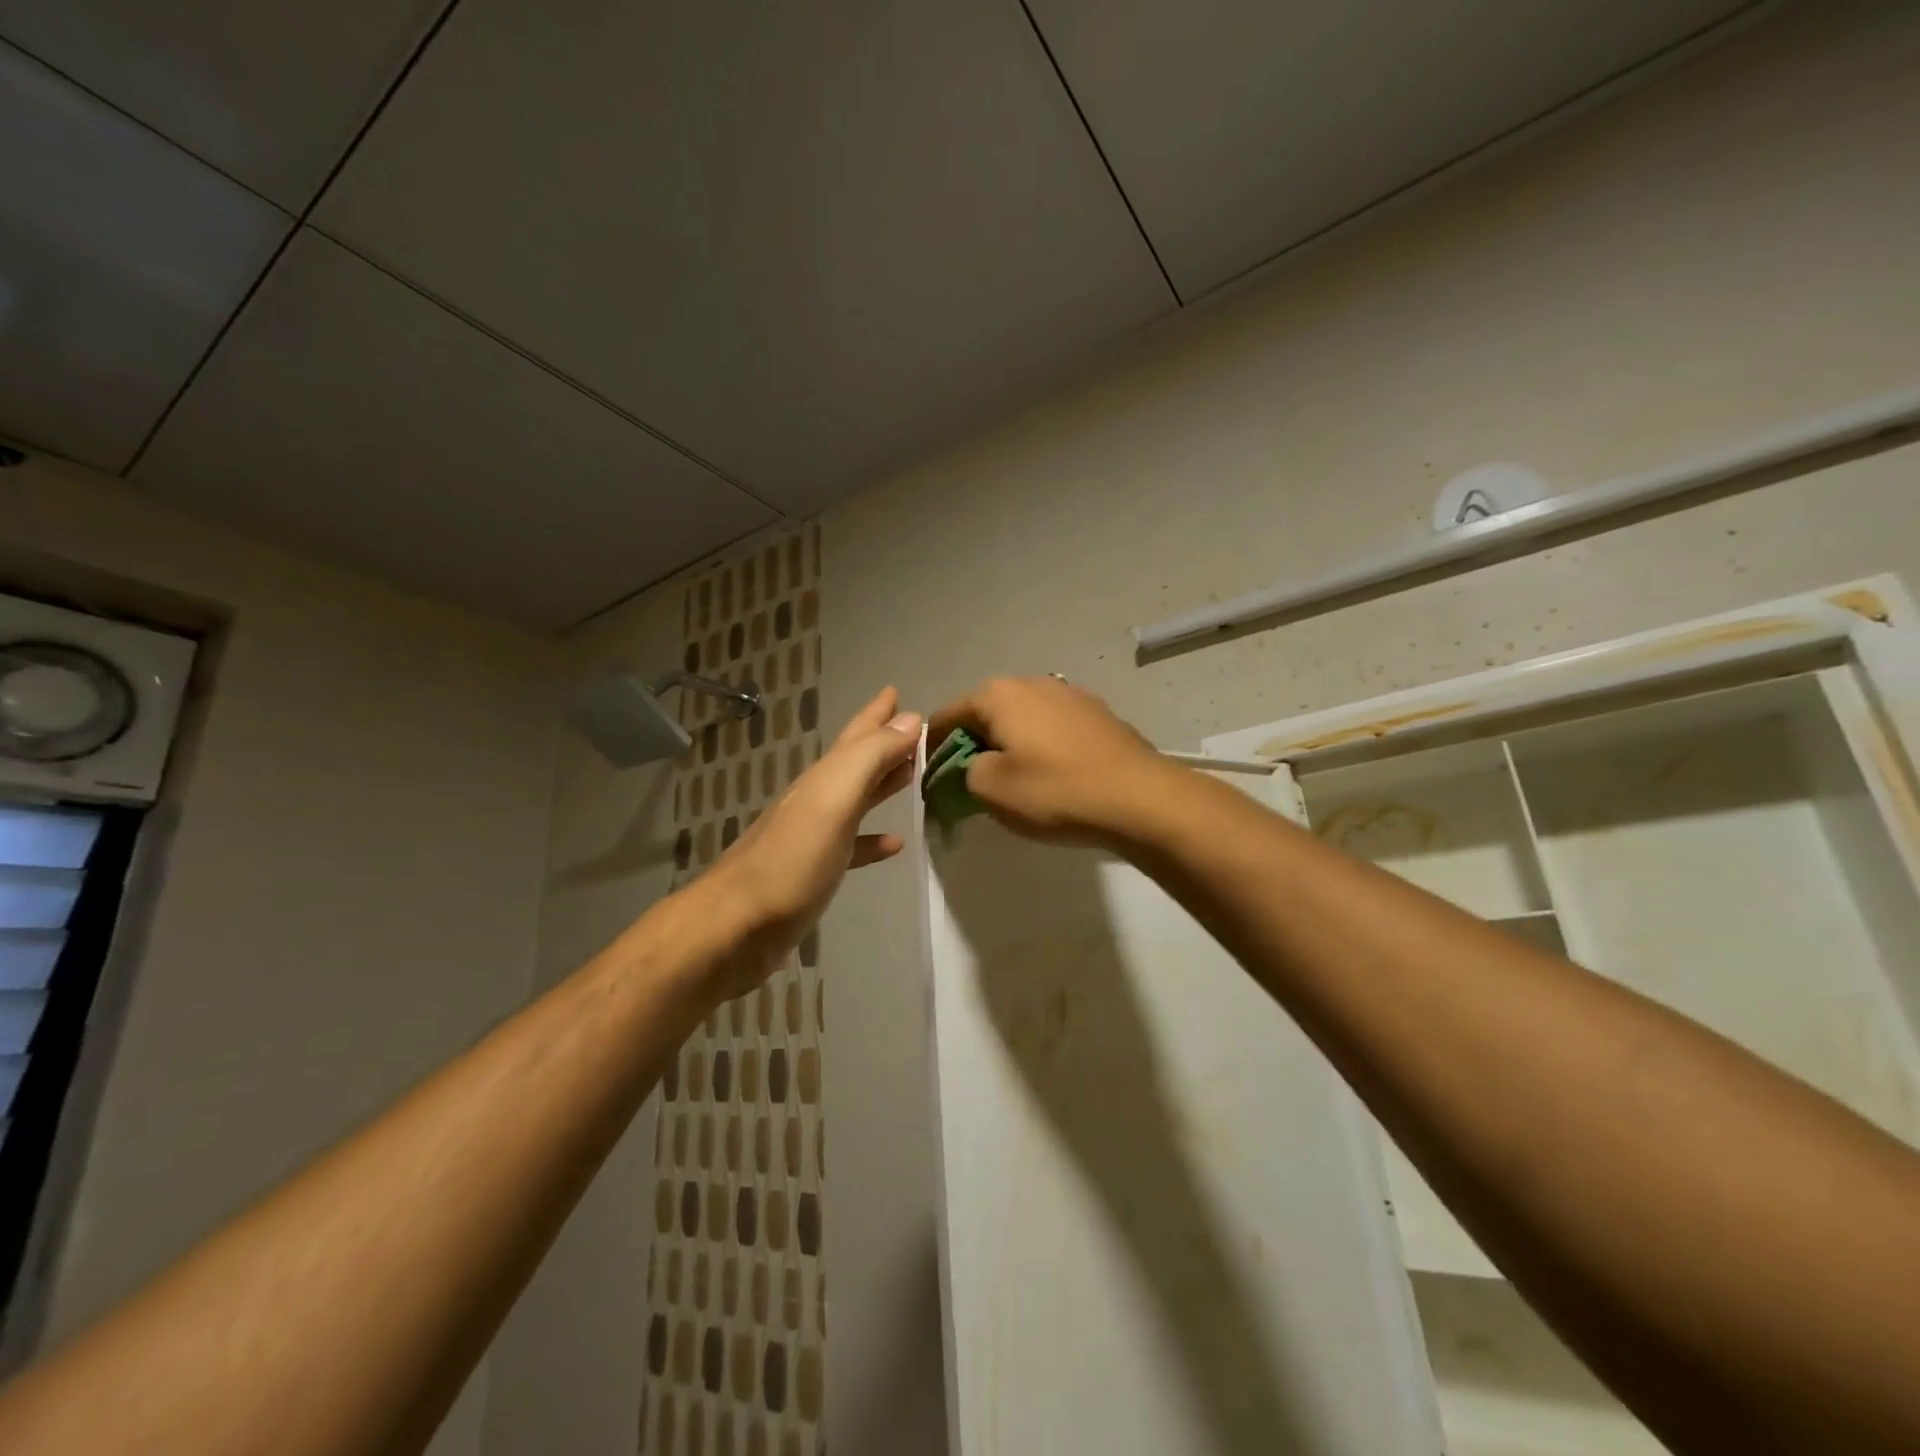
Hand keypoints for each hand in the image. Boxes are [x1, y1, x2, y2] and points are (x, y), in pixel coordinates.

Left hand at [697, 687, 919, 999]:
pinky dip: (874, 838)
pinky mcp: (814, 872)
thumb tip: (910, 719)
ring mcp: (813, 837)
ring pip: (856, 798)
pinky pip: (852, 845)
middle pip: (857, 762)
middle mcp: (817, 799)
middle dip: (884, 742)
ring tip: (913, 775)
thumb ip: (870, 758)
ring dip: (883, 783)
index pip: (857, 735)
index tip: (896, 691)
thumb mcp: (833, 800)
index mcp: (823, 778)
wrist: (735, 928)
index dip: (877, 713)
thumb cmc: (791, 862)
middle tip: (916, 731)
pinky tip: (894, 844)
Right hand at [927, 676, 1177, 847]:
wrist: (1140, 798)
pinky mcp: (1099, 714)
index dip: (933, 748)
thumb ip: (964, 771)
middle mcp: (1033, 683)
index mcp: (999, 694)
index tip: (932, 780)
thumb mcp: (991, 789)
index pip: (947, 715)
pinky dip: (1042, 747)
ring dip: (1010, 745)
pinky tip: (1052, 776)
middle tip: (971, 783)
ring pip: (1023, 719)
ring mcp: (1071, 695)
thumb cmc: (1055, 791)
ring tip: (1014, 781)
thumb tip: (973, 766)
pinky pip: (1053, 728)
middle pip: (986, 713)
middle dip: (973, 744)